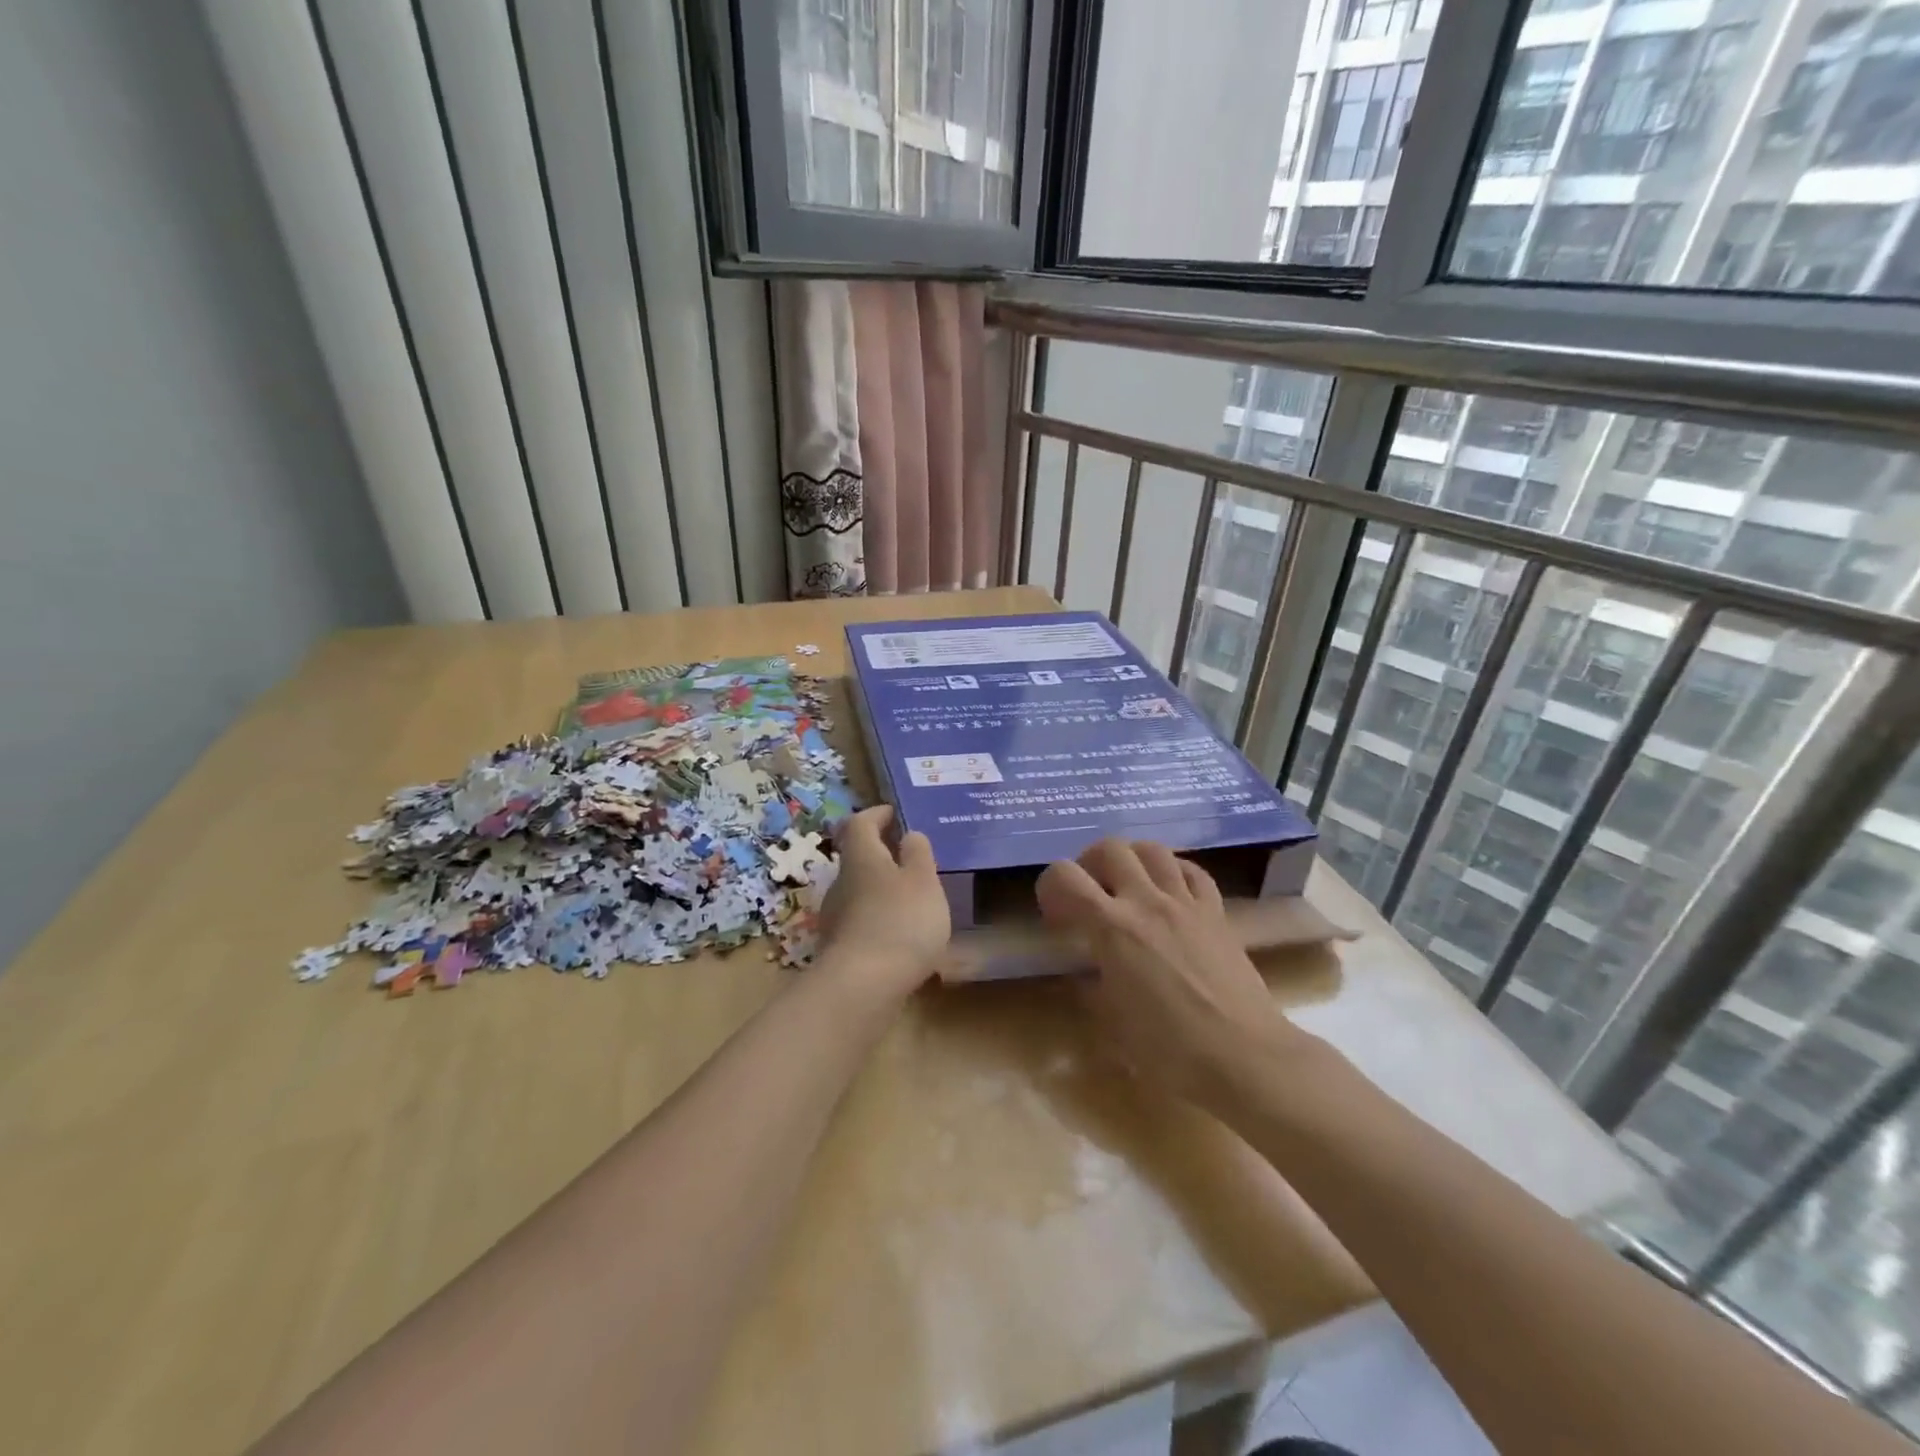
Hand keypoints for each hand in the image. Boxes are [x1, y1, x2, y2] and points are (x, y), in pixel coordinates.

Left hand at [816, 806, 950, 1000]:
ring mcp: (836, 917)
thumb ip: (918, 854)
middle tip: (910, 857)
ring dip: (881, 889)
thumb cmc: (900, 921)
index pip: (860, 823)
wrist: (863, 987)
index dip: (876, 815)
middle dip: (881, 855)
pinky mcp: (839, 949)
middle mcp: (841, 882)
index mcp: (861, 857)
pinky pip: (862, 922)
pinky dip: (879, 919)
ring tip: (912, 898)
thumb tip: (908, 835)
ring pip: (859, 891)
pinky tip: (900, 934)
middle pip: (857, 858)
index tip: (893, 813)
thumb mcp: (923, 881)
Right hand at [1037, 839, 1299, 1102]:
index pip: (1064, 877)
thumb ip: (1091, 986)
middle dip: (1089, 864)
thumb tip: (1084, 974)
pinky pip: (1192, 871)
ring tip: (1127, 885)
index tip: (1056, 916)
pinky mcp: (1216, 913)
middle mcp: (1146, 902)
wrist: (1245, 1057)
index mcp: (1112, 928)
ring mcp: (1186, 903)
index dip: (1049, 887)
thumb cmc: (1170, 1050)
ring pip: (1152, 849)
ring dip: (1131, 859)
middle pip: (1109, 848)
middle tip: (1089, 894)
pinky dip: (1173, 872)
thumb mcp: (1112, 1024)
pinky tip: (1169, 892)